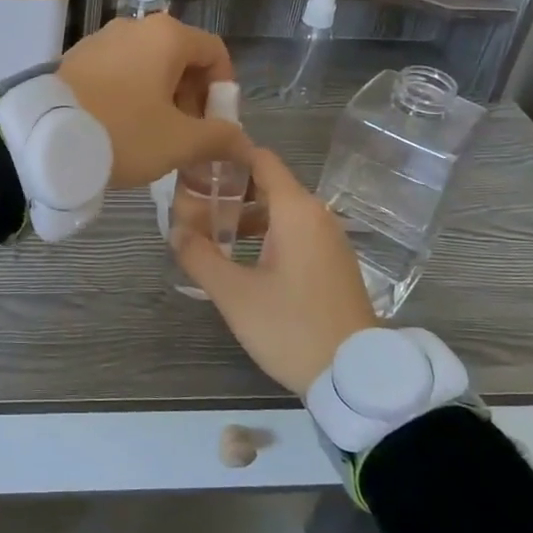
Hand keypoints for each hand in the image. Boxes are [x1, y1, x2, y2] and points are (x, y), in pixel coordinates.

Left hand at [57, 13, 249, 189]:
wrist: (44, 137)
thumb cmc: (123, 133)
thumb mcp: (179, 142)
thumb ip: (219, 138)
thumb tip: (244, 143)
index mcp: (166, 36)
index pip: (214, 52)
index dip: (223, 89)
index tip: (215, 124)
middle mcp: (134, 27)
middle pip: (180, 57)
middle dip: (191, 97)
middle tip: (185, 136)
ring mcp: (101, 39)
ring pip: (147, 65)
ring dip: (160, 97)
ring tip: (152, 136)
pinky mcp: (76, 57)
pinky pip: (117, 71)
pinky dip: (130, 93)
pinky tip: (120, 126)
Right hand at [172, 148, 375, 393]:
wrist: (357, 378)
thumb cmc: (292, 327)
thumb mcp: (235, 294)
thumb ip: (199, 256)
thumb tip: (175, 231)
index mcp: (296, 211)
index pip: (261, 159)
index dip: (228, 155)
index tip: (195, 163)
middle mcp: (317, 215)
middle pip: (269, 184)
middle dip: (230, 188)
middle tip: (193, 201)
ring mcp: (330, 240)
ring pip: (281, 210)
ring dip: (247, 214)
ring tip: (210, 231)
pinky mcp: (334, 263)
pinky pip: (296, 231)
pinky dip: (267, 232)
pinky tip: (242, 256)